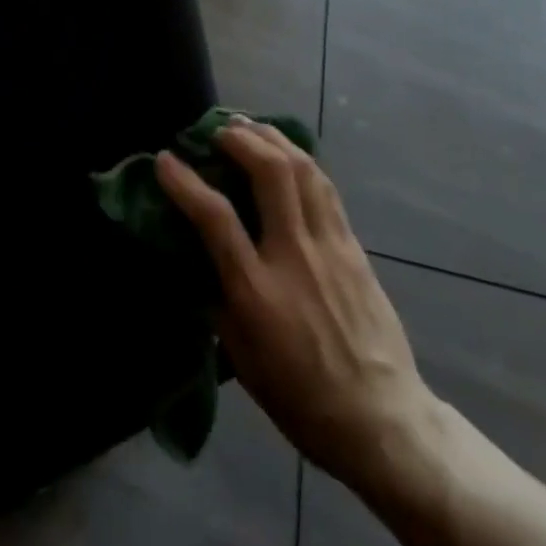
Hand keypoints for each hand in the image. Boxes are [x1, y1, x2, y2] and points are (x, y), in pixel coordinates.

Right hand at [155, 120, 443, 496]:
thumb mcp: (241, 356)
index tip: (165, 160)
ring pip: (304, 171)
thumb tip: (202, 258)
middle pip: (270, 174)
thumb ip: (219, 299)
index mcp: (256, 291)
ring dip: (274, 140)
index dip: (185, 182)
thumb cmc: (299, 398)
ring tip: (252, 127)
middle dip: (241, 140)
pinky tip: (289, 156)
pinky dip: (302, 162)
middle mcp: (294, 256)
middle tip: (219, 130)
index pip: (215, 218)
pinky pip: (326, 190)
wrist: (379, 417)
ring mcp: (330, 248)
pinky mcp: (354, 248)